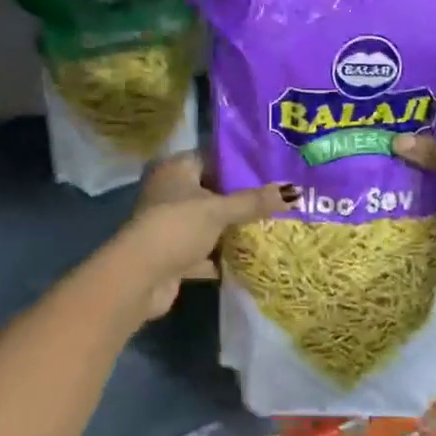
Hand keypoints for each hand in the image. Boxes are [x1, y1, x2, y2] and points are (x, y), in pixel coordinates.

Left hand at [119, 154, 293, 322]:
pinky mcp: (174, 255)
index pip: (212, 157)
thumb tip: (295, 191)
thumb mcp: (219, 210)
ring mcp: (171, 225)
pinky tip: (252, 258)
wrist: (140, 277)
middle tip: (278, 198)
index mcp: (176, 170)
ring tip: (272, 226)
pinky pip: (205, 251)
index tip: (271, 168)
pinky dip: (223, 256)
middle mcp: (171, 193)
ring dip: (233, 229)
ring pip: (209, 223)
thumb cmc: (177, 227)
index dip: (240, 163)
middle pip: (212, 191)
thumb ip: (254, 201)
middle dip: (241, 199)